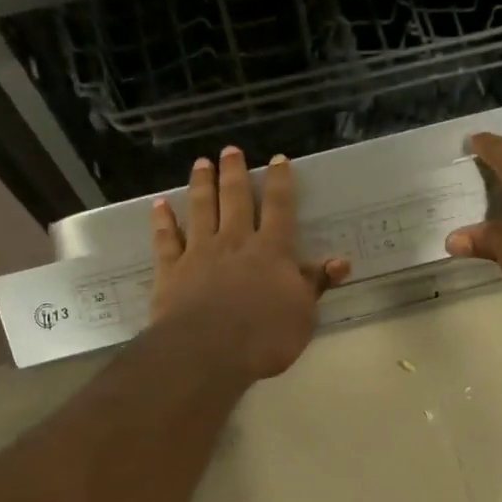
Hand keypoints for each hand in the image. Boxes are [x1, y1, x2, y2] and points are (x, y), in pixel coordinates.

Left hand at [149, 147, 350, 380]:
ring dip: (201, 185)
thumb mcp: (303, 313)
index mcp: (271, 251)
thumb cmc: (265, 336)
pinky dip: (163, 221)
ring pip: (201, 210)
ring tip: (201, 163)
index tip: (278, 159)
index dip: (280, 182)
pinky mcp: (171, 270)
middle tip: (230, 150)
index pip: (279, 208)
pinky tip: (160, 206)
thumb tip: (341, 262)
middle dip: (234, 173)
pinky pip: (166, 239)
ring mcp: (200, 253)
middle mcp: (235, 242)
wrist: (209, 351)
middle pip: (235, 199)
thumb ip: (316, 284)